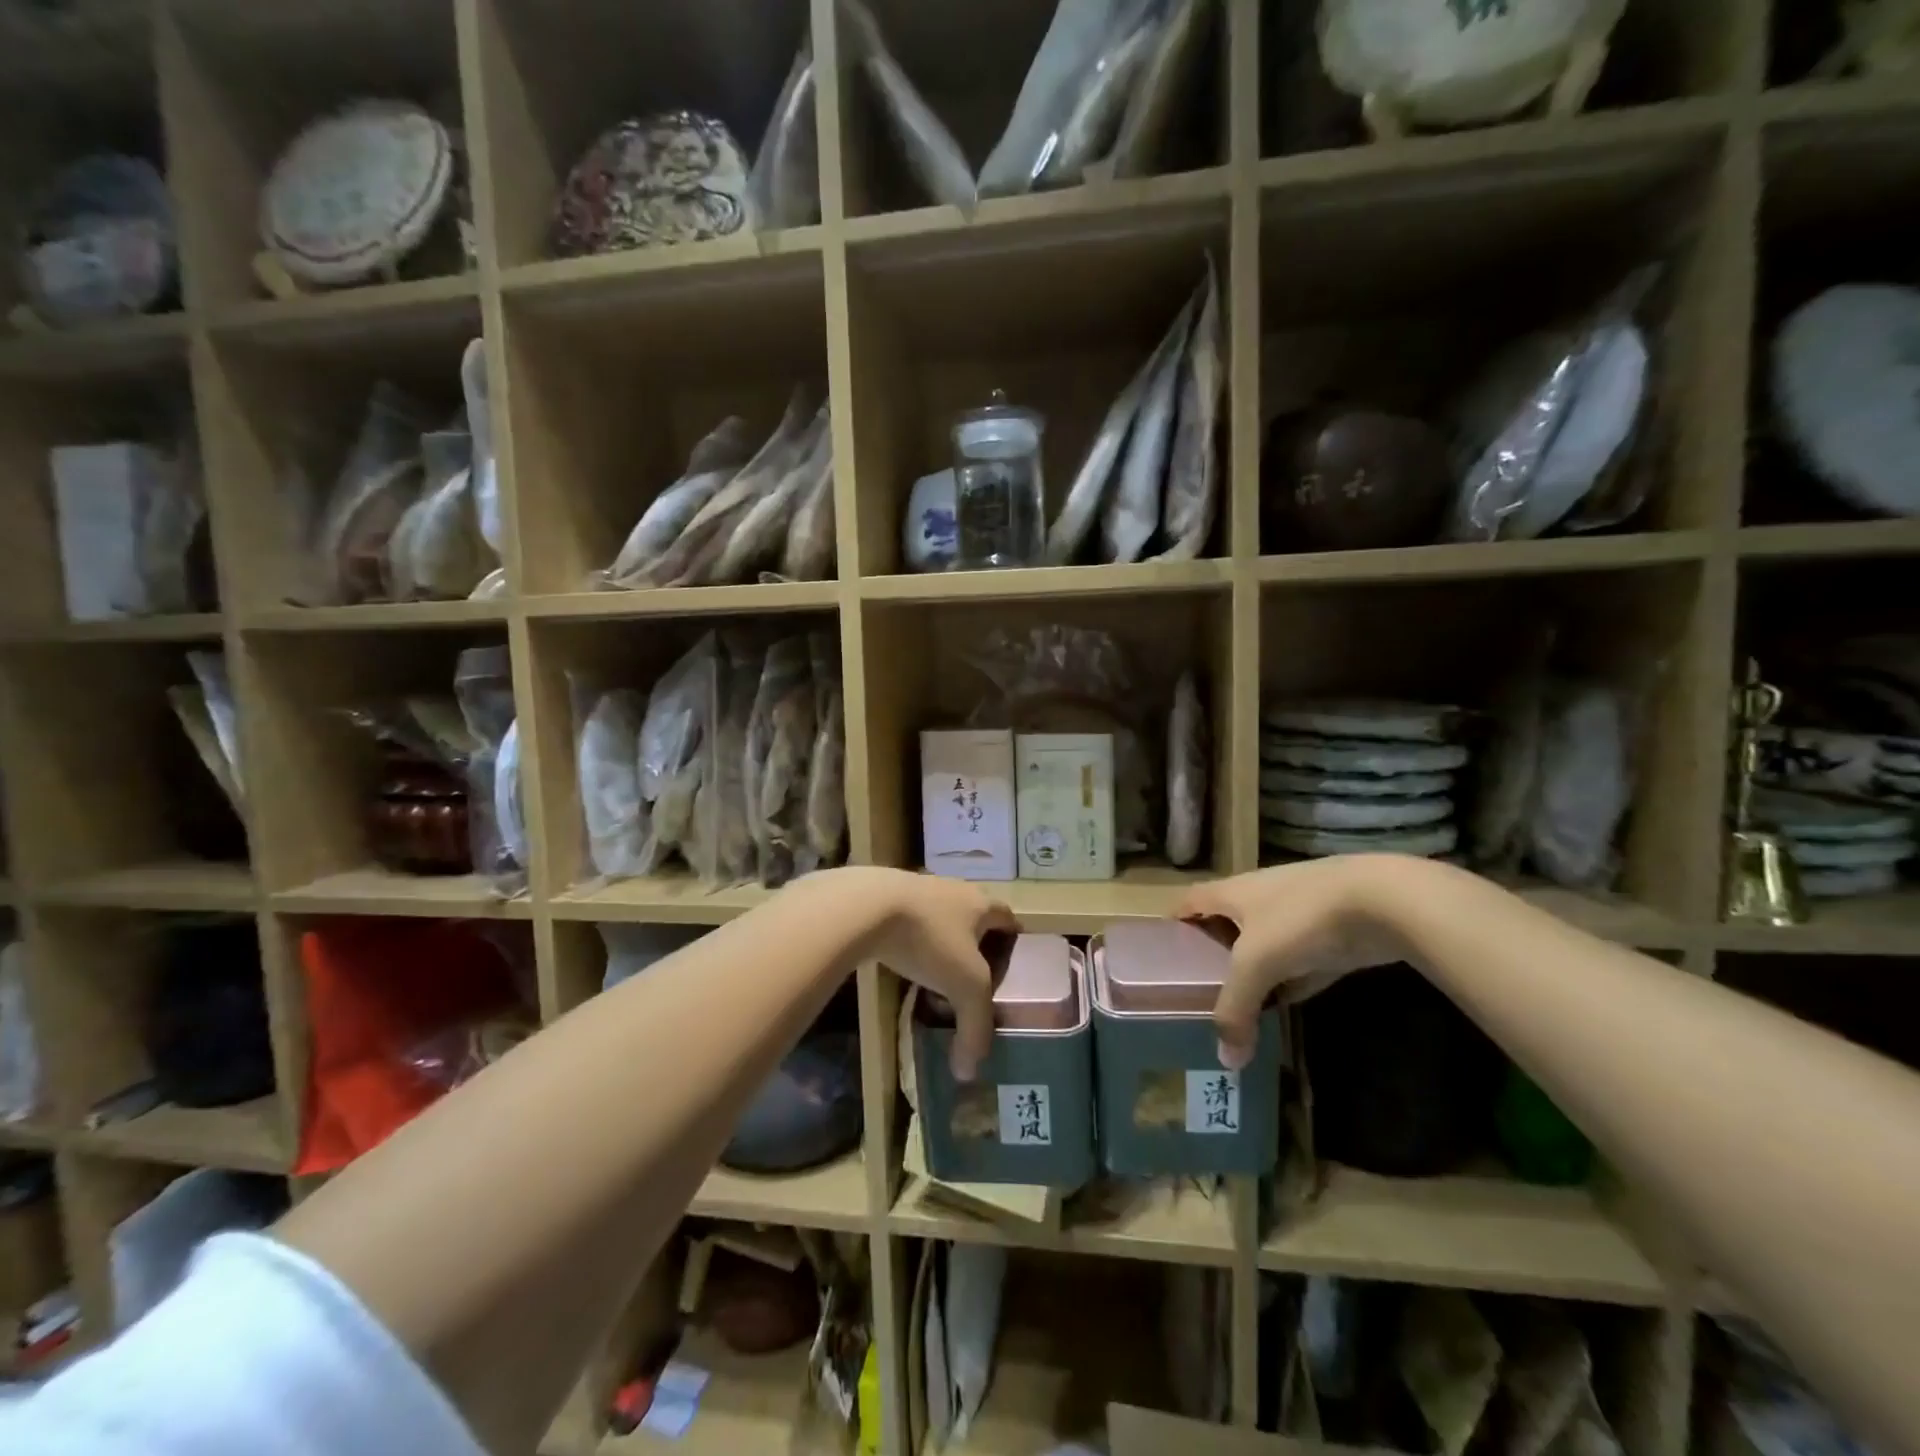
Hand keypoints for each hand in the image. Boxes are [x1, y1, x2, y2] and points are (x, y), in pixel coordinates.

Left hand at [842, 868, 1018, 1081]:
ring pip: (940, 917)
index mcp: (981, 903)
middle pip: (974, 916)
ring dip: (942, 942)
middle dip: (976, 944)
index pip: (1008, 917)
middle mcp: (954, 889)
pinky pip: (910, 920)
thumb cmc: (930, 939)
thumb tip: (968, 1072)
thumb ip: (975, 1028)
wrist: (867, 905)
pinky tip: (904, 961)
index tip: (1012, 968)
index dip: (1013, 941)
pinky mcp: (887, 895)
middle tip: (974, 978)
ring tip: (937, 975)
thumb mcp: (964, 987)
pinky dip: (912, 940)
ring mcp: (919, 889)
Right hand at [1175, 856, 1412, 1070]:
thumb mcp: (1257, 963)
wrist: (1382, 901)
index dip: (1175, 920)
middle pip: (1225, 922)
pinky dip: (1289, 979)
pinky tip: (1285, 1002)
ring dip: (1253, 968)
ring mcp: (1298, 914)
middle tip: (1198, 984)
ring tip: (1238, 999)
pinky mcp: (1331, 932)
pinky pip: (1298, 960)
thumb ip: (1235, 1008)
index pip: (1190, 901)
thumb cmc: (1300, 919)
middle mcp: (1259, 897)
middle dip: (1212, 949)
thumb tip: (1226, 1059)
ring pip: (1264, 943)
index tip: (1162, 947)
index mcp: (1232, 892)